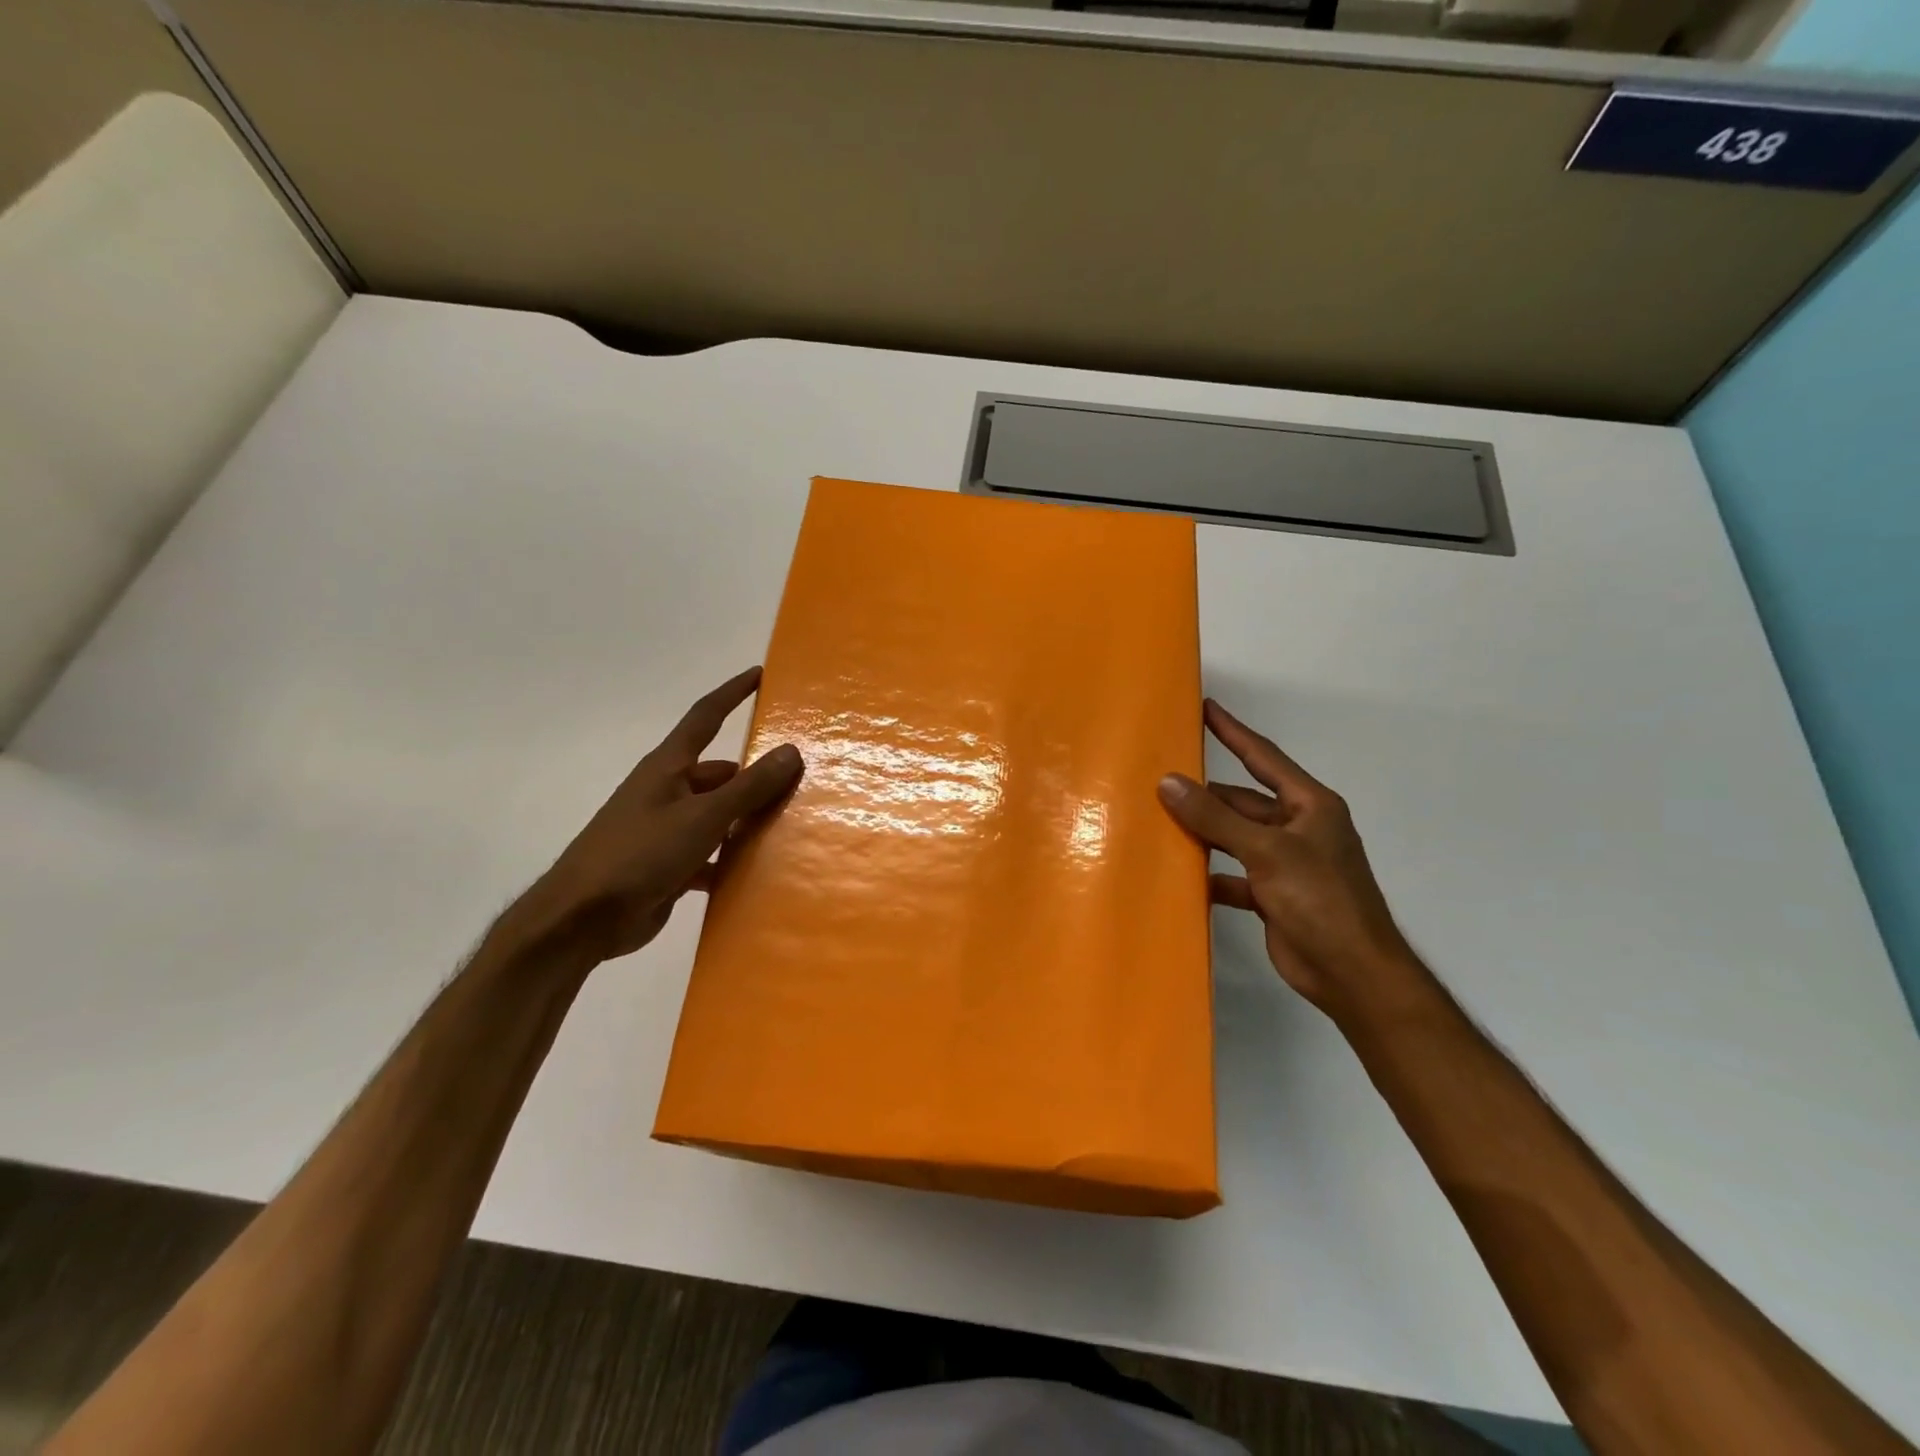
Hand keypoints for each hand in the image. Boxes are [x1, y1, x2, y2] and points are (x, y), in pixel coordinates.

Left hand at [506, 667, 801, 964]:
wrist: (582, 920)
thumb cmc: (640, 854)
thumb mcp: (702, 817)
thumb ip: (749, 787)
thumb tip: (791, 751)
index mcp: (668, 767)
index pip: (705, 717)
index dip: (732, 693)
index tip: (759, 674)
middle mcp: (667, 791)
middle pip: (720, 774)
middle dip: (755, 778)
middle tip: (800, 783)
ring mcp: (666, 829)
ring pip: (718, 815)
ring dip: (747, 822)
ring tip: (791, 827)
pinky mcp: (667, 865)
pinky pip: (711, 853)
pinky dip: (731, 860)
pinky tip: (760, 872)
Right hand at [1158, 699, 1425, 1020]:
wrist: (1352, 973)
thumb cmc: (1319, 899)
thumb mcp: (1266, 851)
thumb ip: (1215, 818)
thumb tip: (1168, 782)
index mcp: (1309, 805)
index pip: (1263, 757)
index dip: (1233, 731)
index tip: (1204, 708)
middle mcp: (1297, 828)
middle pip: (1241, 801)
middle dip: (1204, 793)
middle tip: (1159, 779)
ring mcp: (1284, 863)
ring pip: (1233, 837)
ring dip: (1202, 833)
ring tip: (1156, 821)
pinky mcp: (1271, 895)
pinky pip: (1232, 873)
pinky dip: (1209, 873)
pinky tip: (1177, 874)